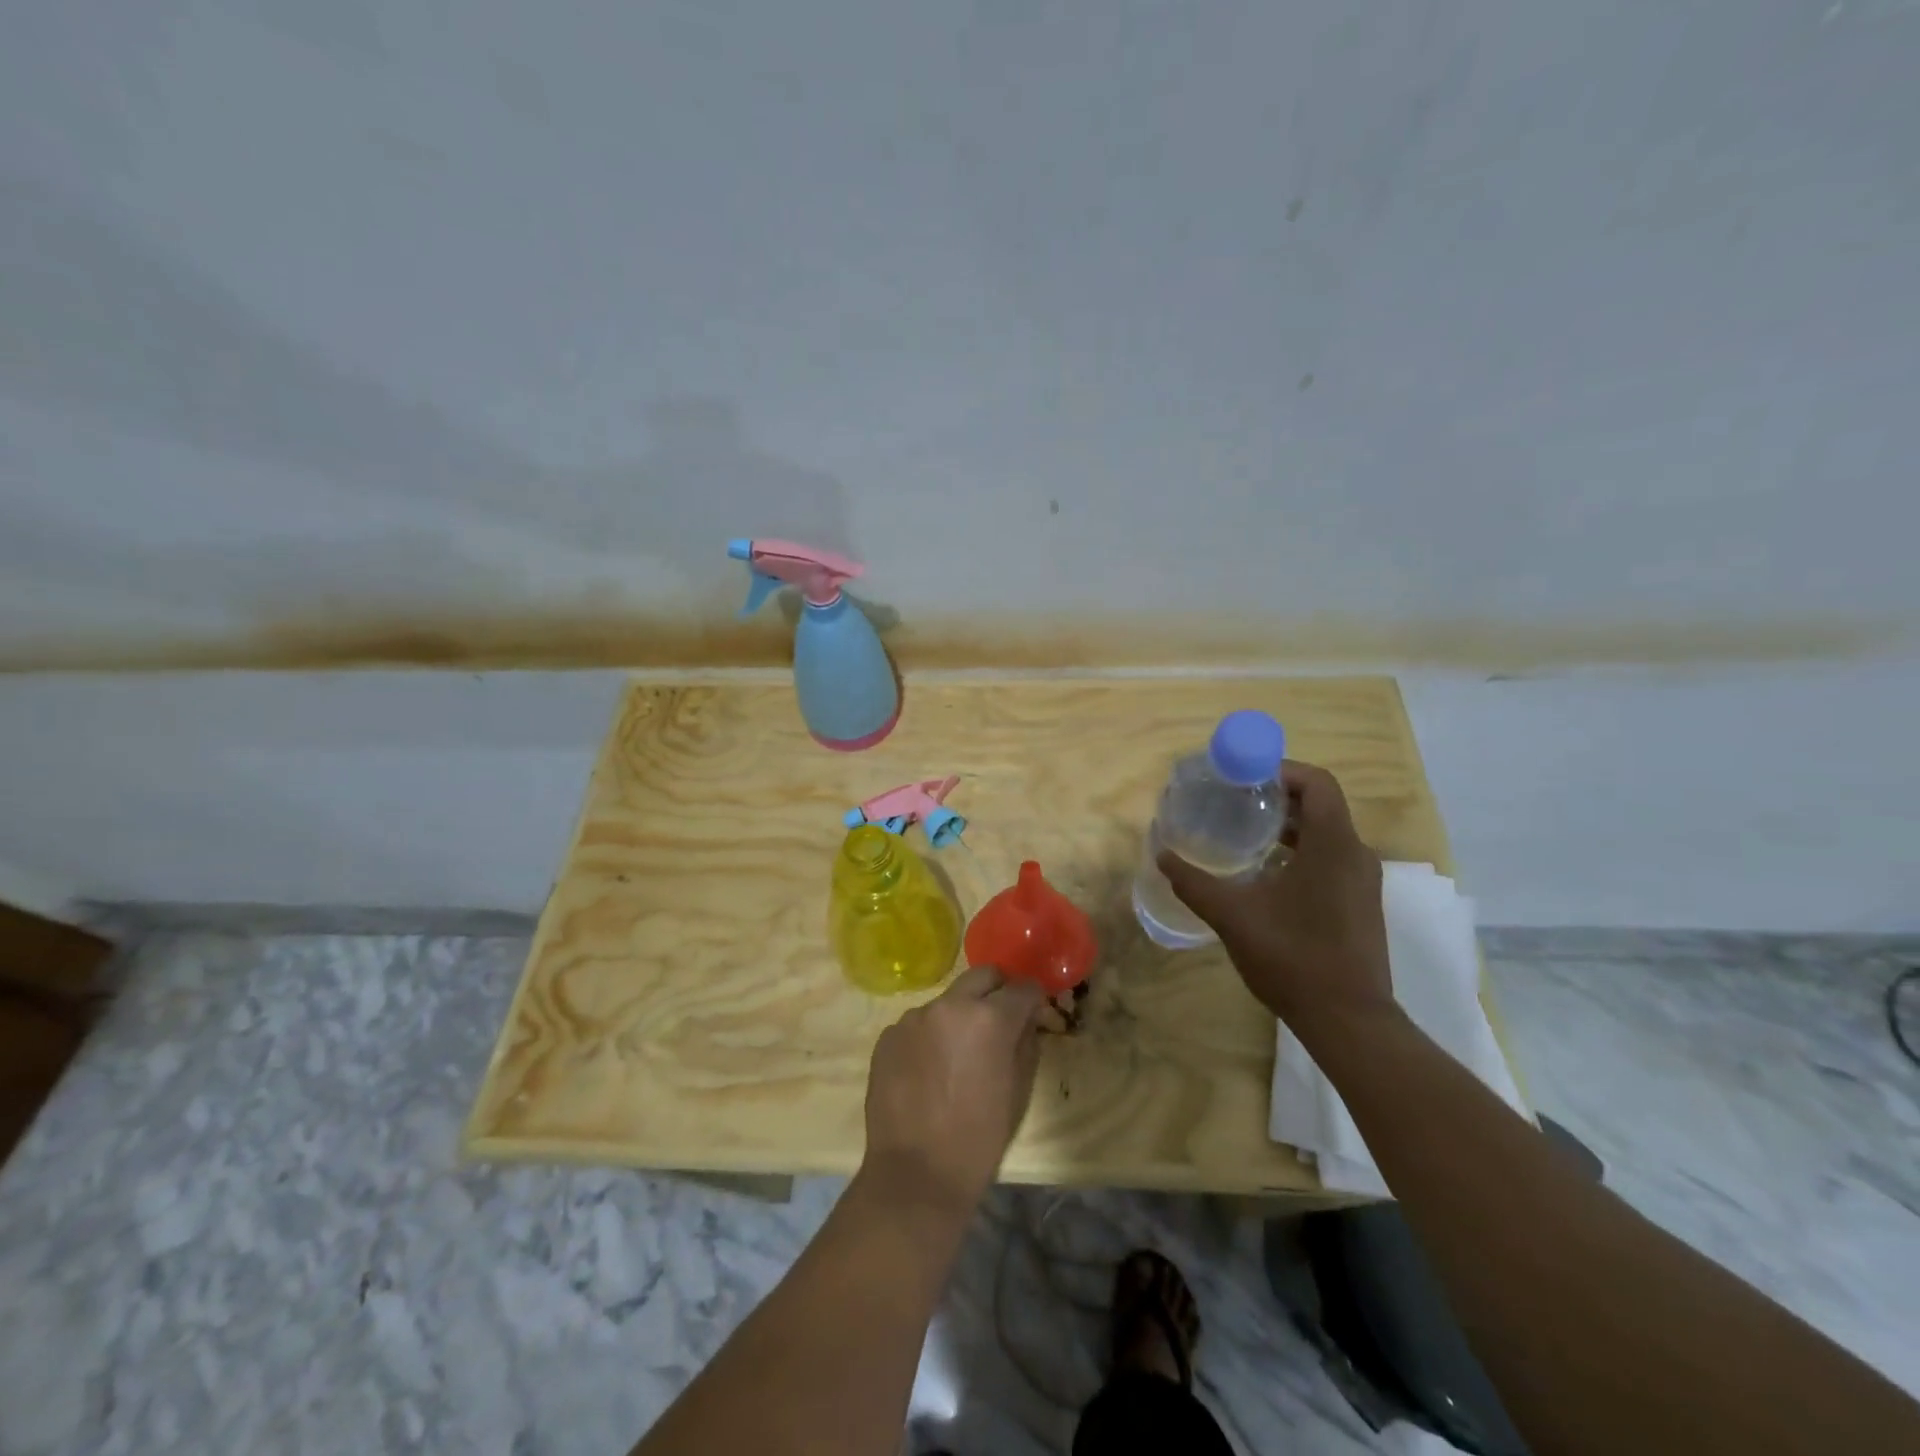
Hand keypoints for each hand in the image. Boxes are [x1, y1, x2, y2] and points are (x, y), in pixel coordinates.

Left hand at [861, 966, 1047, 1214]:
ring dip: (960, 1015)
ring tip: (958, 1054)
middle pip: (983, 976)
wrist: (915, 1174)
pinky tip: (928, 1070)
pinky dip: (930, 1036)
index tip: (1033, 1013)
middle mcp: (950, 1005)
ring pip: (948, 1000)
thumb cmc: (978, 1139)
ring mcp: (914, 1017)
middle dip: (997, 991)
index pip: (1022, 987)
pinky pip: (919, 1023)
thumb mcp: (1018, 1091)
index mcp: (989, 1018)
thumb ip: (1026, 1043)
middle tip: (1000, 1020)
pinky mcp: (888, 1034)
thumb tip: (1026, 1020)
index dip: (1032, 1000)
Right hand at [1157, 760, 1394, 1038]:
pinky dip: (1300, 851)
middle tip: (1233, 802)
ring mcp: (1363, 880)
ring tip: (1243, 834)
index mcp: (1333, 845)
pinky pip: (1331, 857)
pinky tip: (1265, 873)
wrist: (1349, 1020)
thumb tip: (1161, 854)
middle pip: (1320, 804)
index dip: (1280, 770)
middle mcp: (1355, 854)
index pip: (1317, 782)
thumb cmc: (1292, 957)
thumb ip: (1193, 882)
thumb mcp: (1232, 916)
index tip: (1243, 778)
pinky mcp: (1361, 902)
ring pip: (1326, 832)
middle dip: (1276, 797)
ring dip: (1287, 826)